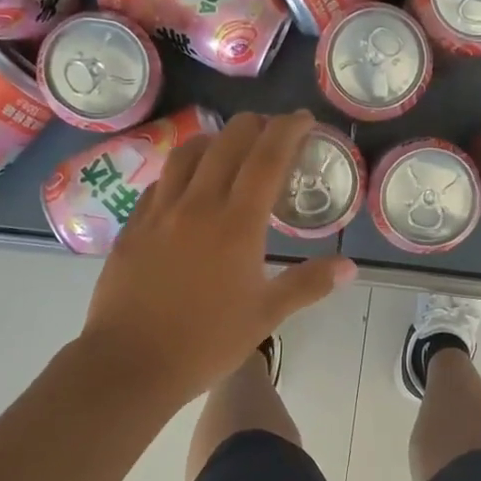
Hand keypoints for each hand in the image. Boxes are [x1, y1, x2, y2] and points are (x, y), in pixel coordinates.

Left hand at [81, 111, 355, 403]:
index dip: (287, 130)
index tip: (302, 118)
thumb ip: (308, 284)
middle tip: (270, 129)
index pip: (267, 158)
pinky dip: (180, 171)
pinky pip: (159, 182)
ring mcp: (159, 212)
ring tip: (227, 146)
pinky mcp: (133, 226)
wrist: (130, 362)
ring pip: (187, 154)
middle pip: (227, 143)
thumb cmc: (206, 341)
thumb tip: (350, 267)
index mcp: (237, 223)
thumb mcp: (266, 315)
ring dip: (213, 139)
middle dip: (253, 125)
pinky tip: (185, 185)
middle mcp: (198, 204)